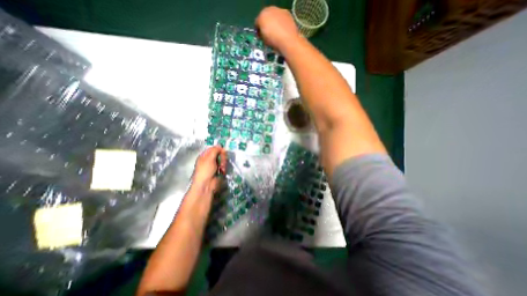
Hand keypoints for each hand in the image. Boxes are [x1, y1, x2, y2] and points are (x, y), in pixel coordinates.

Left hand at [192, 145, 228, 196]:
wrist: (206, 185)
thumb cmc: (205, 170)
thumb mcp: (209, 158)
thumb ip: (215, 150)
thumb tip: (220, 145)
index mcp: (205, 155)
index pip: (214, 148)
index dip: (219, 149)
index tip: (223, 151)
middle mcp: (210, 159)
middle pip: (220, 154)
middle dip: (222, 157)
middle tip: (222, 162)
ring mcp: (215, 165)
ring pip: (223, 160)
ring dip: (224, 163)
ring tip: (222, 168)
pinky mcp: (219, 170)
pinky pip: (224, 166)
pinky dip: (224, 168)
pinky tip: (222, 171)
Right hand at [255, 6, 300, 50]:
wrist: (288, 41)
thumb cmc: (273, 41)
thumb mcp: (264, 40)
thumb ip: (261, 34)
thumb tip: (262, 34)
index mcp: (261, 16)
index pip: (257, 22)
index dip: (258, 30)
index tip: (260, 37)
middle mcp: (270, 10)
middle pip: (266, 17)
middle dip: (266, 25)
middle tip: (268, 35)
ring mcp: (279, 10)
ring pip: (274, 17)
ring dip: (274, 24)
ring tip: (276, 34)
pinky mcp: (288, 13)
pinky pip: (282, 19)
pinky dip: (281, 24)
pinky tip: (283, 32)